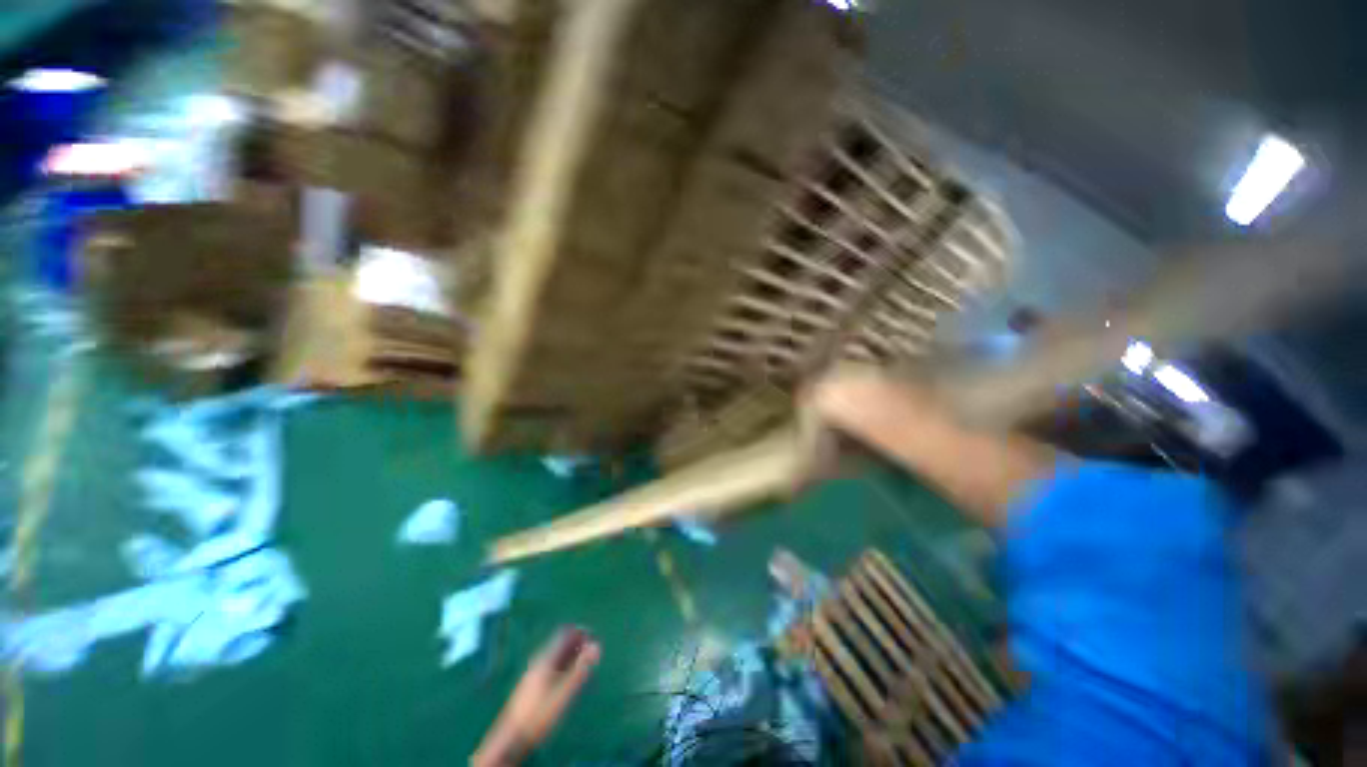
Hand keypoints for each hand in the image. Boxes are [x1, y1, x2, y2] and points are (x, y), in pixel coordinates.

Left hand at [471, 627, 600, 765]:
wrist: (511, 740)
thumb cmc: (539, 715)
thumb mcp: (563, 693)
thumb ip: (580, 669)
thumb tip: (596, 646)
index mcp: (545, 659)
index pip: (565, 634)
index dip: (581, 633)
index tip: (595, 638)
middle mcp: (538, 662)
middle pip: (561, 645)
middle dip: (578, 646)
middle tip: (593, 654)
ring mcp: (534, 674)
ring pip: (557, 658)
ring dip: (572, 658)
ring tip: (585, 667)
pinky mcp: (532, 686)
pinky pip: (552, 668)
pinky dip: (565, 668)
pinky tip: (570, 681)